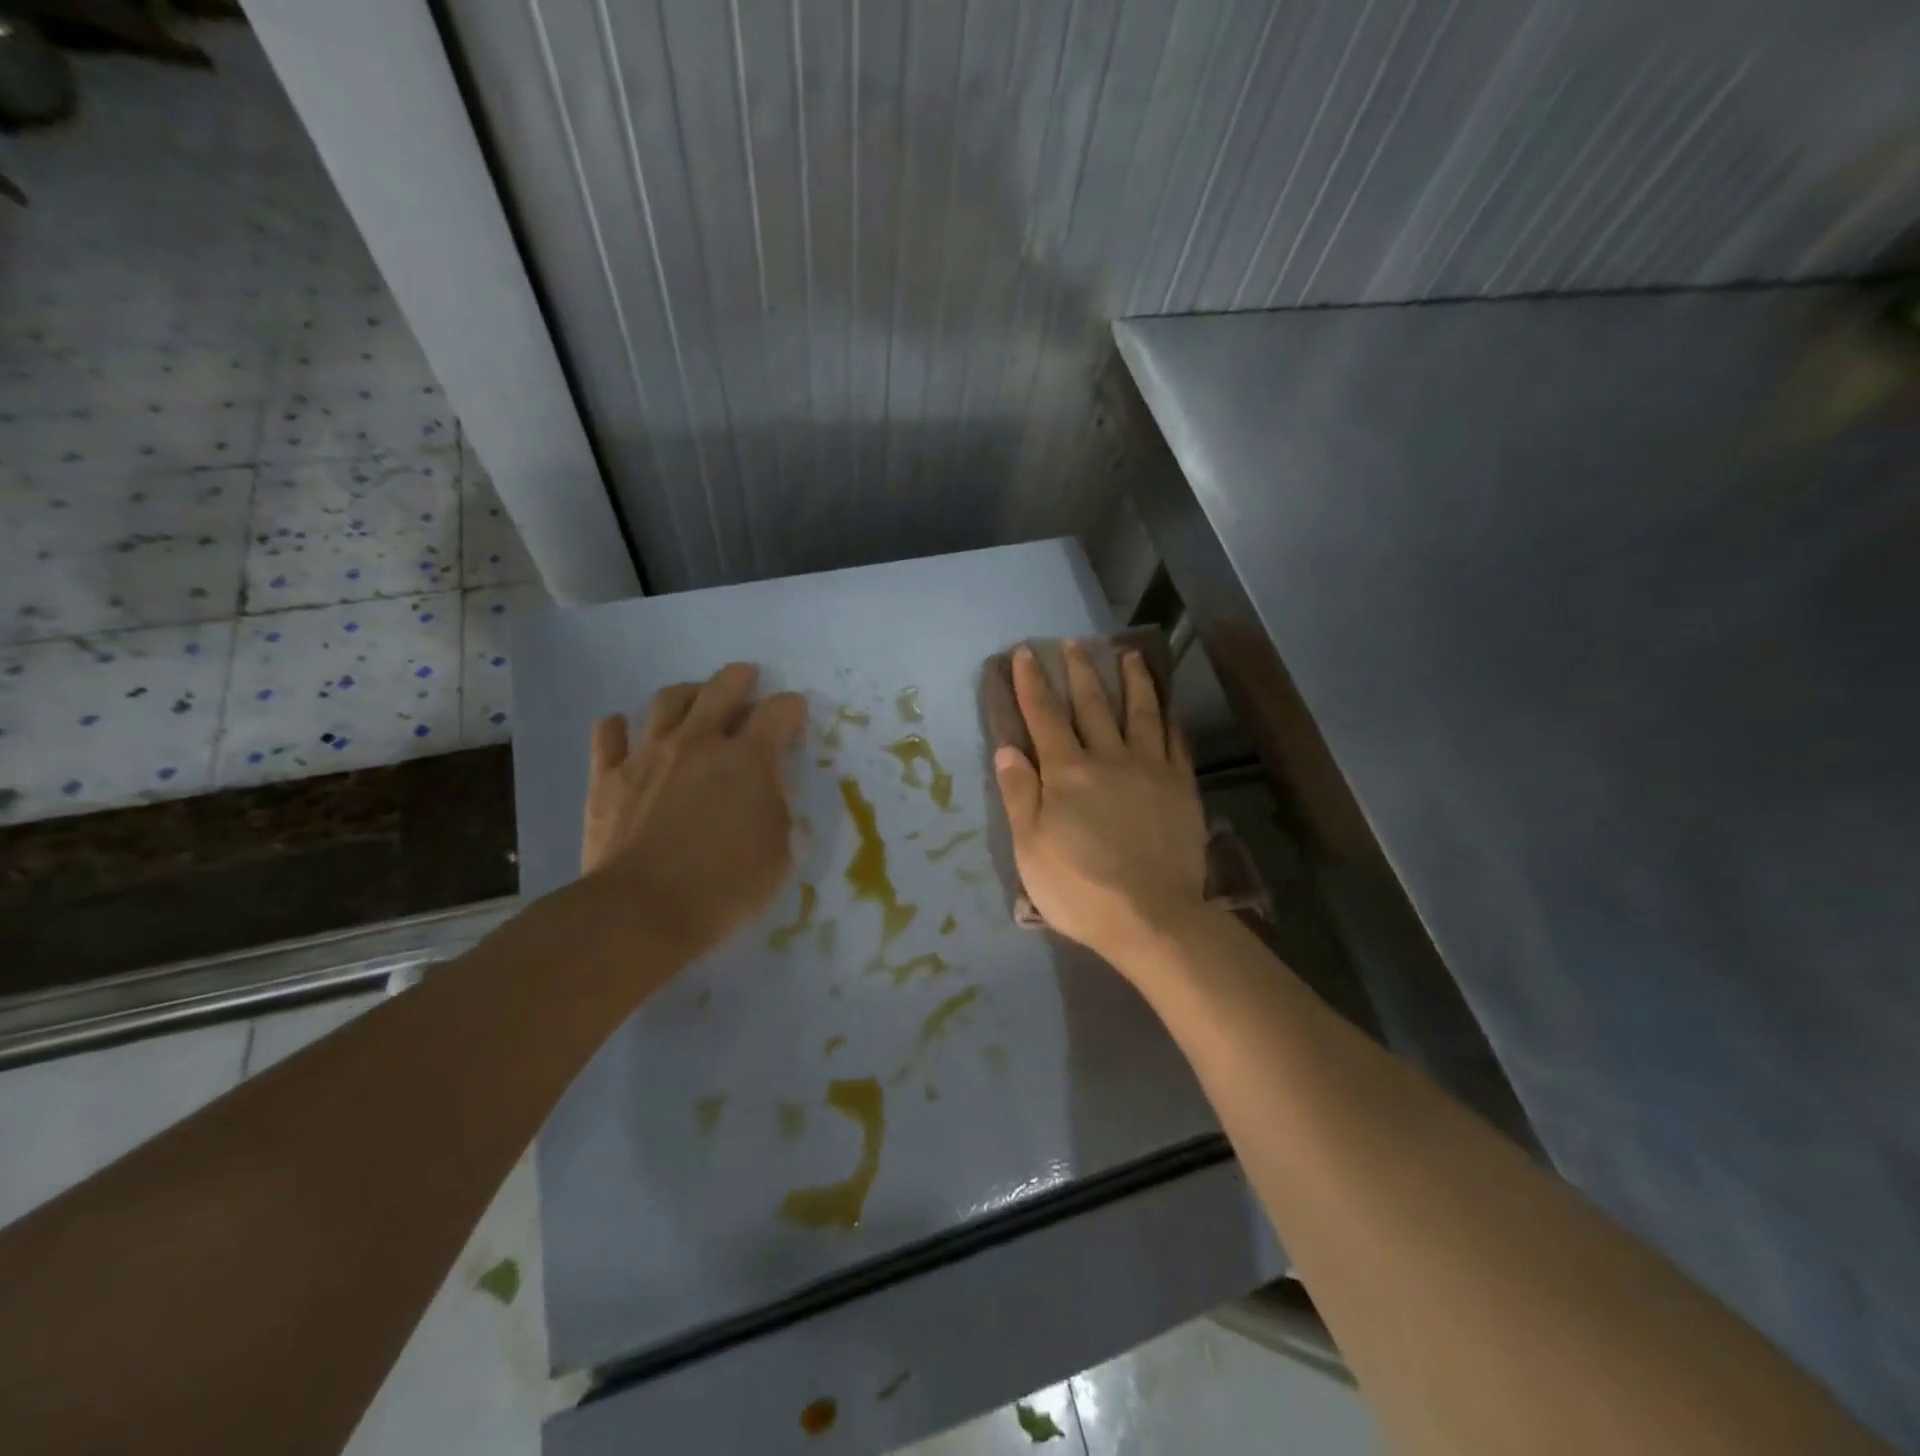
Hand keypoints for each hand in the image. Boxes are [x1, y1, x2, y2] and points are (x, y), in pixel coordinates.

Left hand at [581, 663, 806, 959]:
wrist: (643, 911)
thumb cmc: (725, 887)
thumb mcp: (778, 853)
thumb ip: (776, 810)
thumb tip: (767, 789)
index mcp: (746, 760)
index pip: (777, 714)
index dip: (791, 707)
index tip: (795, 710)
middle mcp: (698, 744)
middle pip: (721, 690)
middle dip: (739, 678)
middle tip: (747, 676)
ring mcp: (648, 756)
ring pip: (666, 702)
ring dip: (686, 693)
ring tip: (694, 696)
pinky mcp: (608, 778)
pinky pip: (609, 736)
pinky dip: (619, 726)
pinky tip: (624, 727)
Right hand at [992, 642, 1208, 969]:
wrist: (1151, 917)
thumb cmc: (1079, 888)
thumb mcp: (1030, 848)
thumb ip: (1019, 794)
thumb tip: (1007, 748)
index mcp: (1067, 773)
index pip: (1044, 716)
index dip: (1032, 683)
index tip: (1026, 652)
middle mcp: (1108, 758)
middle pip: (1092, 704)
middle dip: (1079, 670)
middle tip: (1074, 641)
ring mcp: (1150, 769)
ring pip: (1140, 712)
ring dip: (1132, 680)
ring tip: (1128, 654)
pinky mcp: (1181, 787)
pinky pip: (1175, 741)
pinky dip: (1169, 717)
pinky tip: (1168, 705)